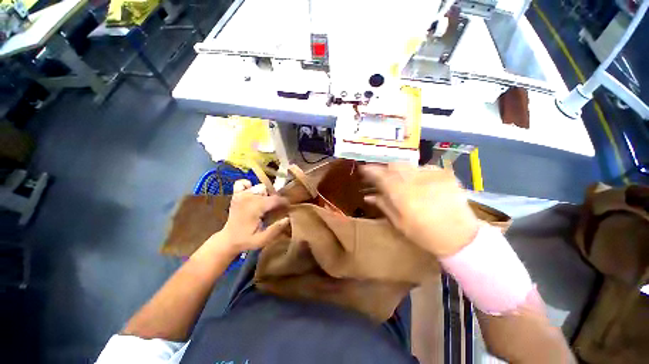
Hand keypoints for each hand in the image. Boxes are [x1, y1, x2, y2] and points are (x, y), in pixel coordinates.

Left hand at [212, 180, 289, 253]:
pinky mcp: (236, 195)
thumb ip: (275, 229)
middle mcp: (248, 198)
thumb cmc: (246, 240)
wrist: (228, 240)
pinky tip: (251, 194)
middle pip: (269, 192)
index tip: (288, 208)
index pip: (275, 199)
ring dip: (264, 194)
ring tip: (264, 205)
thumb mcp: (262, 239)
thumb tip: (288, 218)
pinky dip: (248, 186)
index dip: (284, 203)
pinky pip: (242, 183)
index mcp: (255, 207)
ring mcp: (240, 195)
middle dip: (275, 200)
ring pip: (260, 187)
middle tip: (274, 210)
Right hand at [361, 163, 478, 256]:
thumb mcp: (399, 223)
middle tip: (383, 178)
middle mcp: (416, 180)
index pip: (380, 175)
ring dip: (400, 171)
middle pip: (394, 165)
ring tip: (401, 182)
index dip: (370, 170)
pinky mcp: (445, 174)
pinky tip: (419, 184)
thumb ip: (383, 205)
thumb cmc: (425, 234)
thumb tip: (367, 196)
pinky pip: (423, 168)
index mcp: (402, 194)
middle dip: (385, 169)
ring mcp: (432, 175)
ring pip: (408, 165)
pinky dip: (416, 173)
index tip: (363, 169)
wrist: (461, 237)